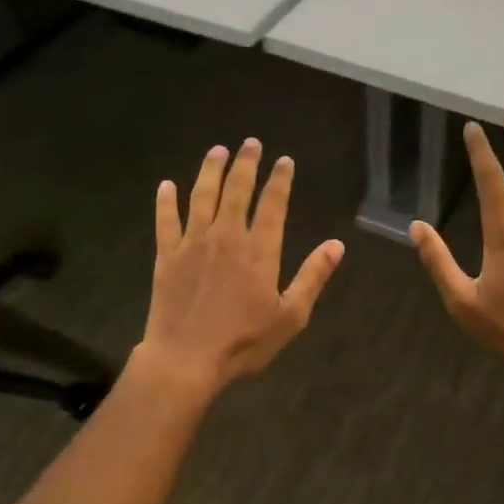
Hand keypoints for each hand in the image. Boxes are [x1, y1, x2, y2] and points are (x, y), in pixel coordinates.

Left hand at [138, 139, 345, 392]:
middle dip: (246, 164)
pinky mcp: (166, 256)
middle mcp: (227, 237)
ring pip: (202, 197)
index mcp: (259, 251)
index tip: (284, 160)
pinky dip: (166, 201)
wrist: (186, 359)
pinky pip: (166, 221)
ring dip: (210, 171)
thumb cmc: (244, 342)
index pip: (273, 205)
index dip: (280, 180)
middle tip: (251, 143)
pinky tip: (166, 185)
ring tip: (217, 151)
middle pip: (237, 190)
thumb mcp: (291, 316)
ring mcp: (193, 244)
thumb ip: (312, 277)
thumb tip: (336, 245)